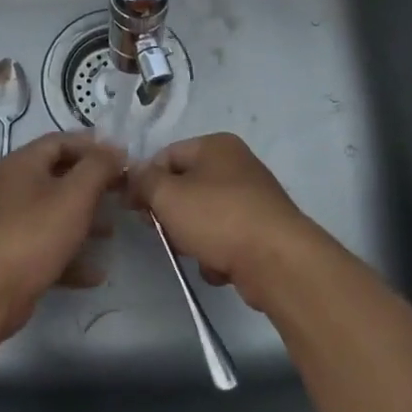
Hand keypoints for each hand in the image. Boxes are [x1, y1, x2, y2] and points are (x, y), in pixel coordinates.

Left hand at [0, 131, 124, 336]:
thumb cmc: (33, 233)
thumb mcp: (74, 194)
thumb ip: (98, 167)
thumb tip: (116, 149)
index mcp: (24, 164)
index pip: (61, 141)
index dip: (93, 146)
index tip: (123, 158)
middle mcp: (15, 188)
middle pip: (60, 177)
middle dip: (93, 184)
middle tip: (123, 193)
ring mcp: (13, 224)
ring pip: (56, 214)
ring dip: (86, 220)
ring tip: (113, 231)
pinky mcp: (15, 257)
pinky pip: (50, 248)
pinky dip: (73, 256)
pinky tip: (97, 273)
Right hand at [127, 132, 322, 309]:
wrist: (277, 261)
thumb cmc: (218, 218)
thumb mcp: (168, 195)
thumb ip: (144, 181)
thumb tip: (134, 174)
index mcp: (216, 146)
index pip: (166, 155)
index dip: (145, 180)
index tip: (133, 208)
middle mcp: (236, 165)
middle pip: (185, 186)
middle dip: (170, 213)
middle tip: (163, 232)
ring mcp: (252, 199)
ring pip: (203, 216)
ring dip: (192, 237)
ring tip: (195, 252)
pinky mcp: (261, 231)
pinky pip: (225, 238)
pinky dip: (216, 253)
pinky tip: (219, 266)